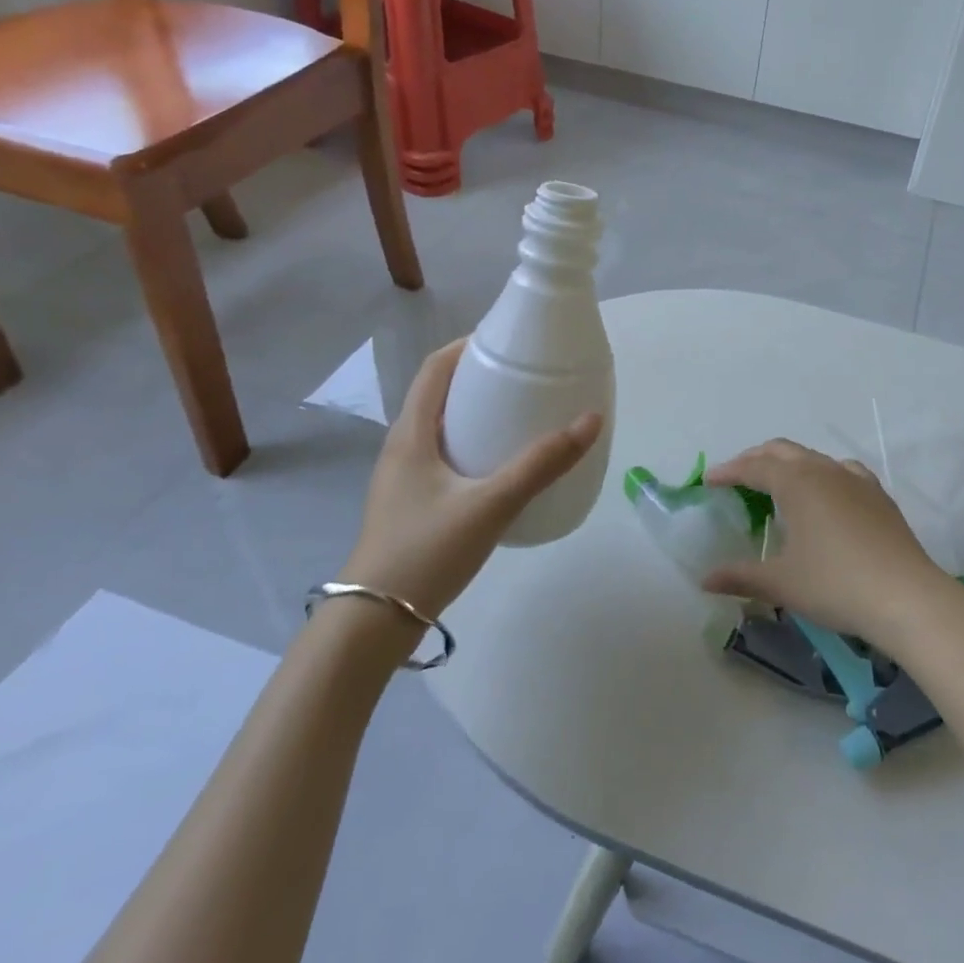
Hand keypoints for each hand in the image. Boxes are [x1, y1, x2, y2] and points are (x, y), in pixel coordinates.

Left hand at [340, 340, 600, 618]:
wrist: (373, 623)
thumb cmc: (426, 552)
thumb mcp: (490, 505)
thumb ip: (541, 465)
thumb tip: (590, 420)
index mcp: (410, 433)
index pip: (434, 368)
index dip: (467, 345)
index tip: (508, 339)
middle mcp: (402, 446)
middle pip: (438, 393)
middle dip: (479, 376)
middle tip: (524, 375)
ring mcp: (403, 476)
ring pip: (441, 426)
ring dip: (475, 410)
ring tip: (520, 412)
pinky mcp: (411, 502)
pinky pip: (443, 454)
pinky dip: (472, 442)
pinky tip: (501, 464)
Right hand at [701, 439, 957, 648]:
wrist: (906, 596)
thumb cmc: (835, 585)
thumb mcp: (781, 583)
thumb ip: (740, 576)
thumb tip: (705, 580)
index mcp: (795, 482)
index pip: (753, 467)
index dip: (728, 472)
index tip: (708, 481)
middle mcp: (822, 470)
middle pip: (780, 451)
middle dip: (754, 459)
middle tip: (735, 478)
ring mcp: (854, 478)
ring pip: (811, 457)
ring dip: (787, 464)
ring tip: (776, 485)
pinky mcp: (877, 494)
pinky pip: (841, 471)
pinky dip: (821, 474)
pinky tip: (825, 494)